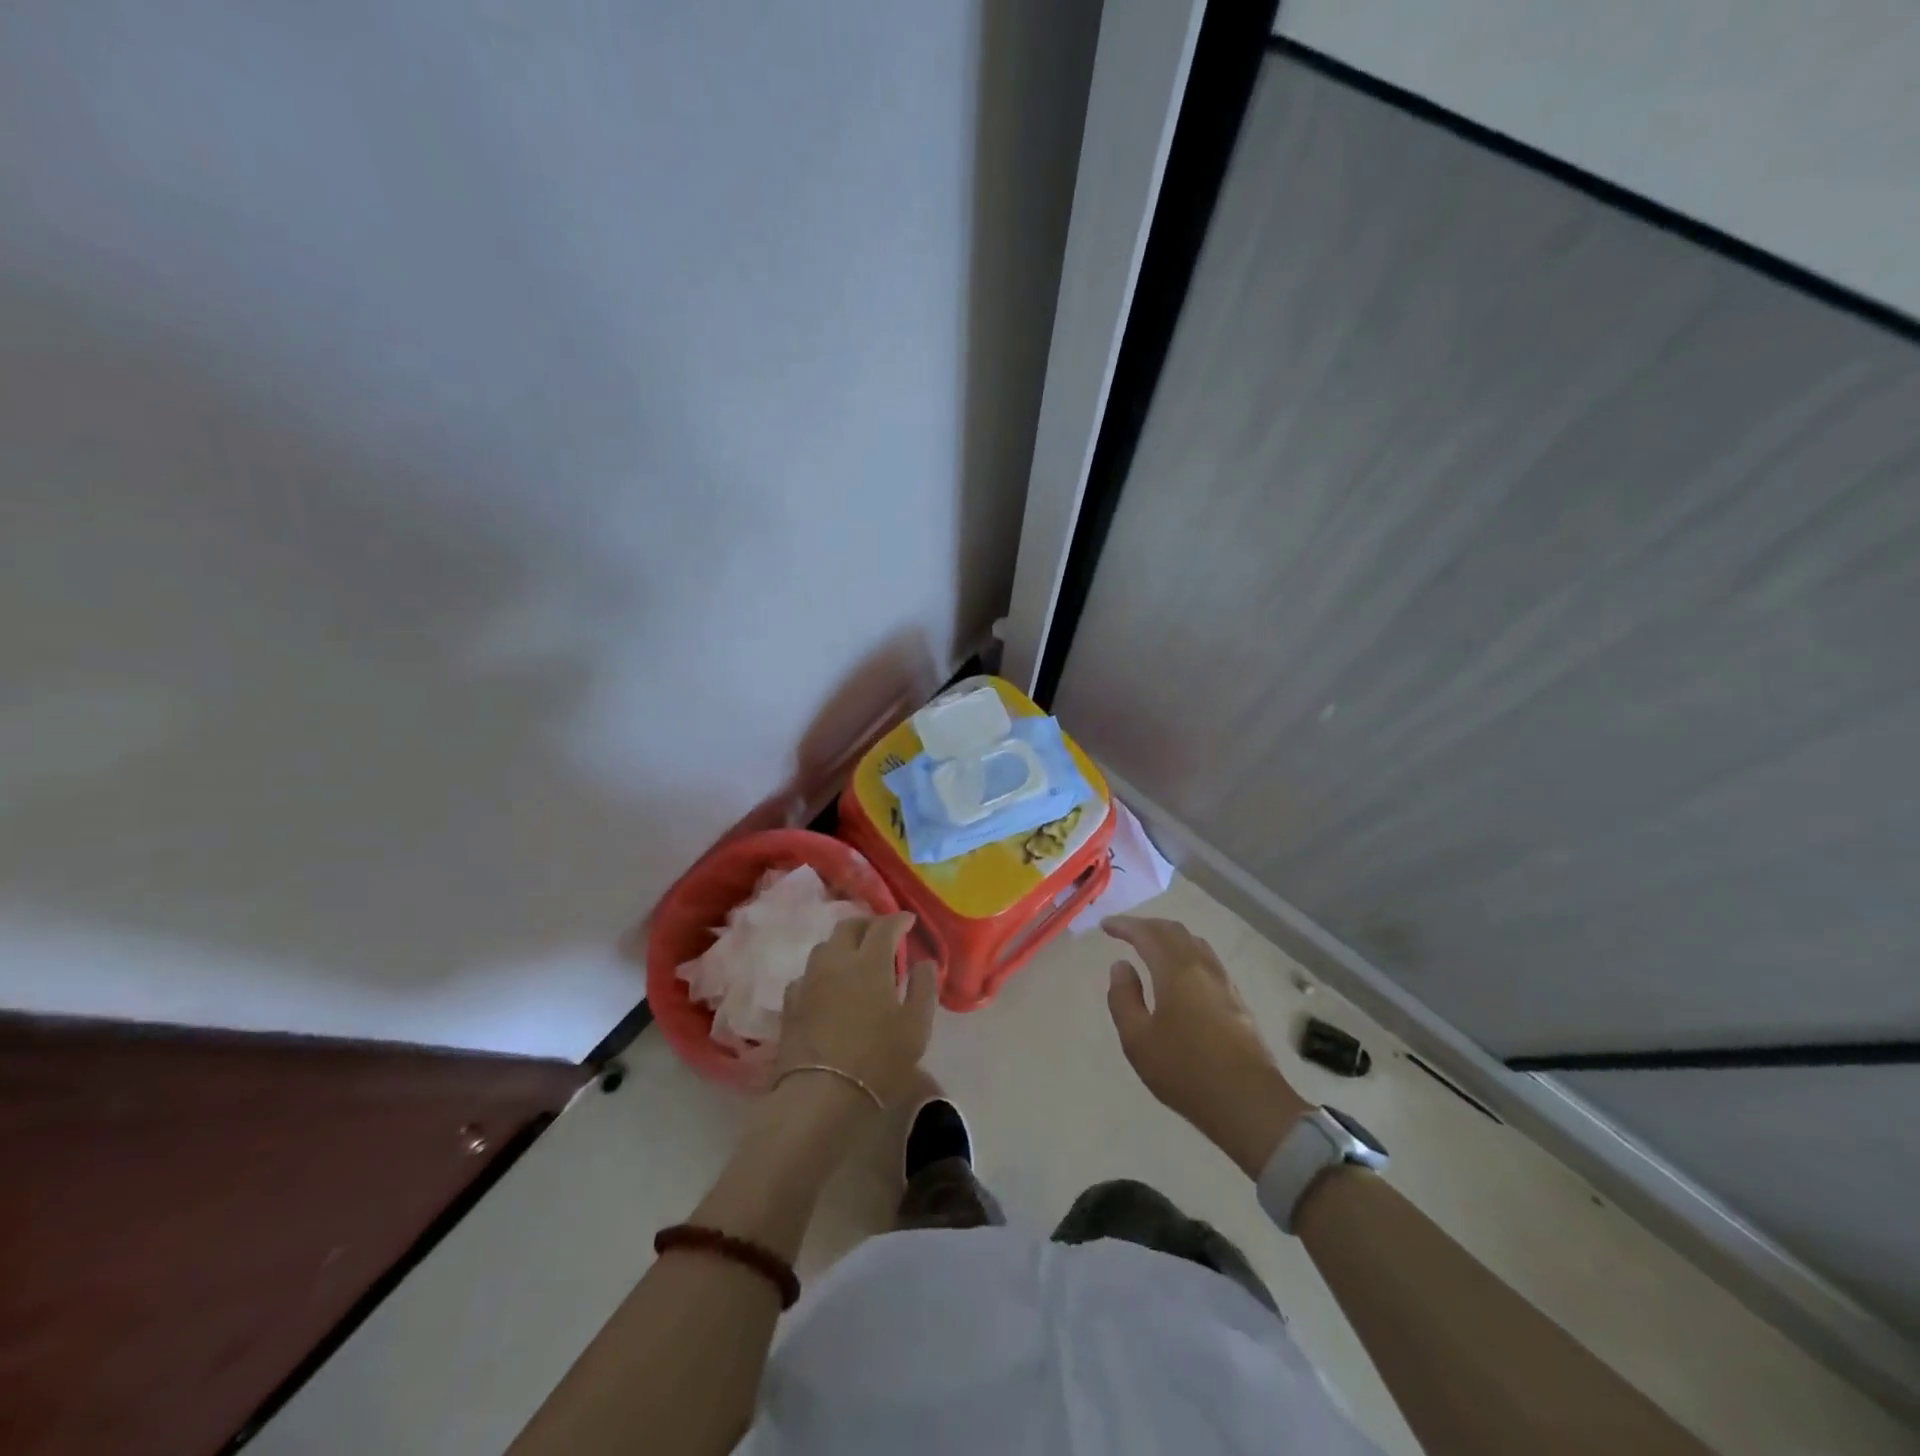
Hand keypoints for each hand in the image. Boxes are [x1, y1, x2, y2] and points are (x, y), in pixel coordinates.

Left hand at [774, 912, 937, 1106]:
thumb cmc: (877, 1061)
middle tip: (882, 935)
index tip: (908, 921)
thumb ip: (923, 989)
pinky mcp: (790, 1003)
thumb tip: (925, 963)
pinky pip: (807, 974)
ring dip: (843, 945)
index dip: (898, 919)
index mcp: (870, 962)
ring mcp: (809, 980)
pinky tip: (828, 987)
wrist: (820, 1095)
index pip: (884, 926)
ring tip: (856, 958)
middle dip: (868, 924)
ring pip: (825, 947)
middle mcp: (836, 961)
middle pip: (849, 927)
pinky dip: (823, 972)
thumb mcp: (915, 1027)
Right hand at [1104, 915, 1308, 1175]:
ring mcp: (1224, 983)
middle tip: (1125, 931)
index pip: (1147, 934)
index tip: (1105, 925)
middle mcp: (1202, 967)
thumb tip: (1121, 966)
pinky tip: (1180, 972)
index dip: (1125, 925)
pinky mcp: (1237, 1000)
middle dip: (1147, 926)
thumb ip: (1124, 998)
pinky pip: (1207, 960)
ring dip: (1169, 937)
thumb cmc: (1185, 1071)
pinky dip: (1186, 953)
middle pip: (1174, 931)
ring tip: (1151, 947)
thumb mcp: (1138, 1040)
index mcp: (1176, 970)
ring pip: (1194, 943)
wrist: (1249, 1103)